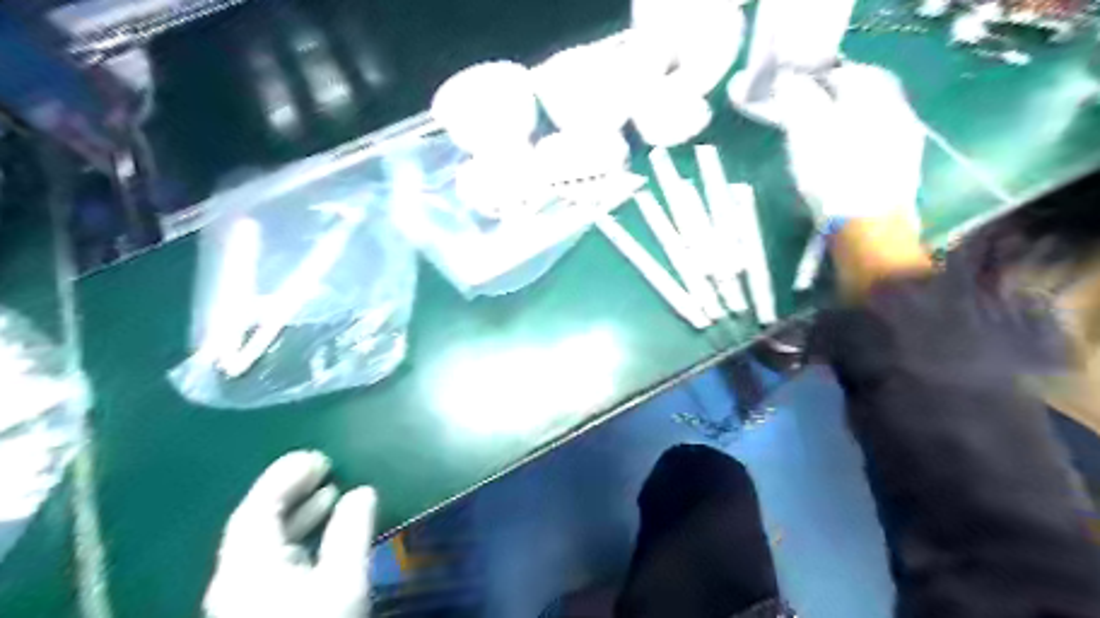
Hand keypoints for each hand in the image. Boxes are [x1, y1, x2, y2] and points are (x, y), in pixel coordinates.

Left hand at [205, 449, 377, 617]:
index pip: (258, 509)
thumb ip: (350, 532)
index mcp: (248, 567)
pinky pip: (274, 562)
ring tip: (330, 495)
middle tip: (325, 469)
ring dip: (297, 516)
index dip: (284, 477)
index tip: (317, 457)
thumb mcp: (342, 582)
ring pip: (265, 544)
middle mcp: (237, 578)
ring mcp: (243, 599)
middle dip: (291, 492)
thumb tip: (361, 491)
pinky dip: (298, 541)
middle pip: (257, 524)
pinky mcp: (257, 612)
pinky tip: (322, 539)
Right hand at [772, 63, 924, 224]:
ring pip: (873, 122)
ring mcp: (903, 145)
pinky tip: (841, 164)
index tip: (801, 87)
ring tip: (822, 140)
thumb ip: (799, 102)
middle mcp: (896, 115)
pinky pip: (877, 146)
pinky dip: (857, 146)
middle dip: (839, 100)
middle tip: (810, 112)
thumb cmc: (833, 177)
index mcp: (874, 100)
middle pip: (868, 97)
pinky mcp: (900, 173)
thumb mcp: (806, 135)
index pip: (853, 72)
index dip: (825, 76)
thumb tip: (790, 79)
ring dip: (848, 124)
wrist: (867, 228)